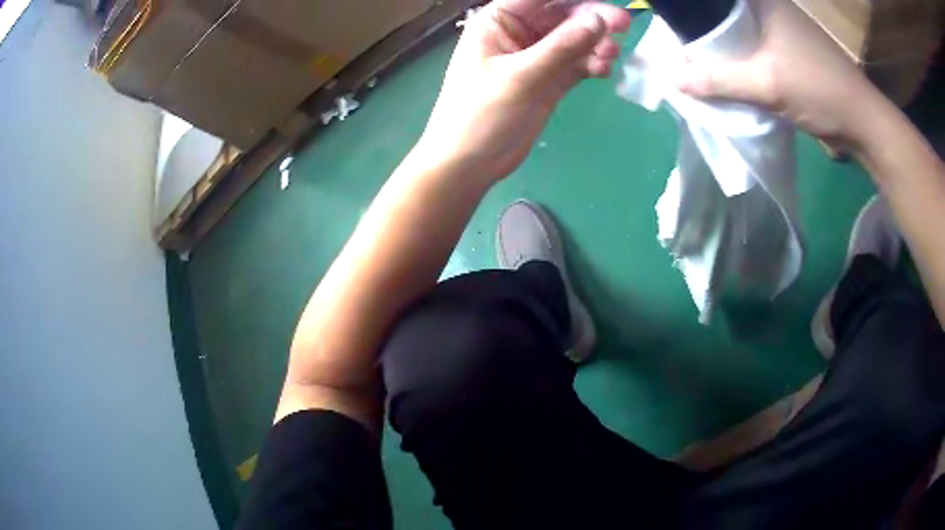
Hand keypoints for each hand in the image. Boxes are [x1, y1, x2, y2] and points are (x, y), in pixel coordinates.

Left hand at [414, 0, 630, 181]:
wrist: (469, 163)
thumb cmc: (480, 115)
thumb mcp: (520, 76)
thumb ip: (561, 46)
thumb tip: (598, 19)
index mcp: (499, 21)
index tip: (606, 3)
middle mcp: (518, 33)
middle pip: (563, 15)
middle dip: (592, 18)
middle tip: (623, 25)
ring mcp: (536, 57)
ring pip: (574, 39)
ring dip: (596, 43)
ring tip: (612, 55)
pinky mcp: (549, 80)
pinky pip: (577, 63)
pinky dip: (591, 64)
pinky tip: (603, 70)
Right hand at [677, 0, 885, 152]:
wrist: (863, 124)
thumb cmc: (820, 91)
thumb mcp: (768, 84)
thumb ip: (720, 80)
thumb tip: (673, 79)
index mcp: (765, 2)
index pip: (718, 0)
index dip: (695, 11)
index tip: (675, 26)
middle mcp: (772, 10)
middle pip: (726, 13)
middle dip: (705, 31)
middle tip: (680, 47)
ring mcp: (783, 32)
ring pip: (741, 33)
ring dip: (723, 48)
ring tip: (697, 60)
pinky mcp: (791, 53)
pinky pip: (755, 50)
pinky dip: (741, 61)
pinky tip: (728, 73)